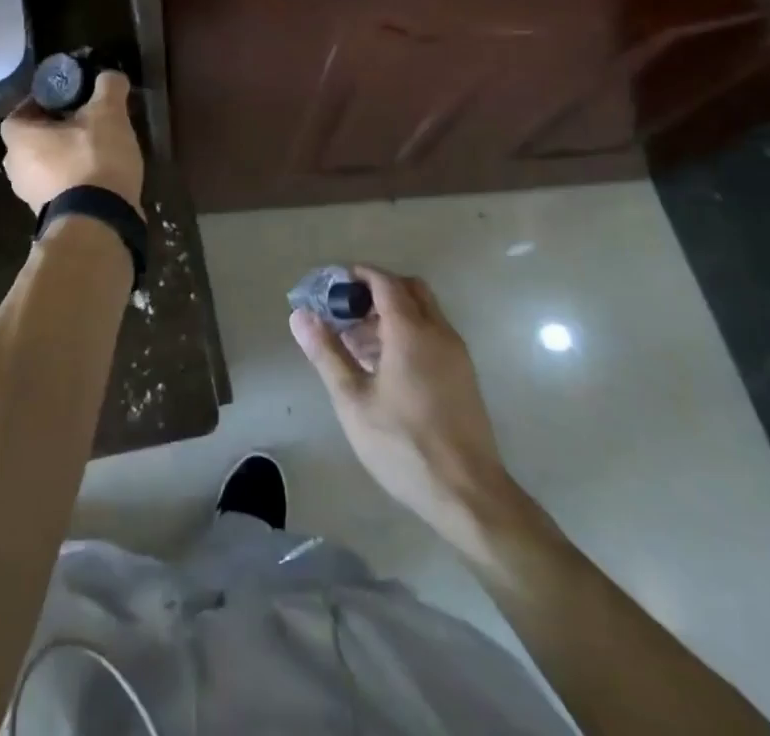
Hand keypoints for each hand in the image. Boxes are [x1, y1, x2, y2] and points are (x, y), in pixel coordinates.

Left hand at [0, 71, 143, 212]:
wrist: (99, 224)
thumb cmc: (93, 160)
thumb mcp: (108, 114)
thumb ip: (108, 88)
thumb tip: (109, 77)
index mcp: (18, 139)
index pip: (21, 112)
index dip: (43, 103)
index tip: (69, 100)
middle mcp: (15, 169)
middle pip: (32, 141)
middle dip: (56, 131)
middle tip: (86, 122)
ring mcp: (30, 198)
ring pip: (45, 167)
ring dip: (65, 158)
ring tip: (97, 149)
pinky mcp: (49, 218)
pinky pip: (59, 190)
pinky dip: (74, 181)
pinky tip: (100, 177)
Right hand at [291, 266, 516, 555]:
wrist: (468, 495)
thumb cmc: (403, 444)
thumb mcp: (353, 400)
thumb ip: (327, 353)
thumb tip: (300, 315)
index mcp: (411, 330)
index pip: (384, 281)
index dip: (358, 276)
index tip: (332, 286)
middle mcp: (438, 332)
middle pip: (409, 289)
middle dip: (377, 291)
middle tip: (347, 313)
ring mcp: (456, 354)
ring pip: (424, 312)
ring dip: (392, 313)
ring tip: (358, 345)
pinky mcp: (464, 376)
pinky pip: (433, 335)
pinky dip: (409, 333)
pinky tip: (385, 368)